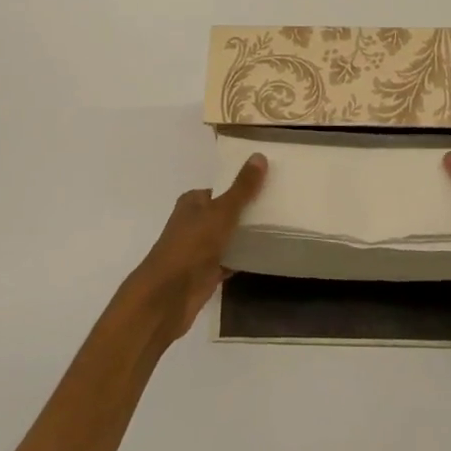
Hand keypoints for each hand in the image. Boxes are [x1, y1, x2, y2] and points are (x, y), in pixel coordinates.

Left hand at [125, 153, 267, 344]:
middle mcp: (194, 222)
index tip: (270, 185)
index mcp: (193, 202)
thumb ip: (242, 188)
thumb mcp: (221, 212)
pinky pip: (230, 260)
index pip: (221, 189)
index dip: (243, 187)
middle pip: (226, 213)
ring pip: (229, 237)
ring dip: (247, 236)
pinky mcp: (206, 272)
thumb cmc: (192, 245)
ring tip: (280, 228)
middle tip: (281, 207)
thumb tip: (259, 155)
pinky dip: (244, 258)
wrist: (169, 295)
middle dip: (249, 212)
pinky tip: (266, 255)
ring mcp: (200, 249)